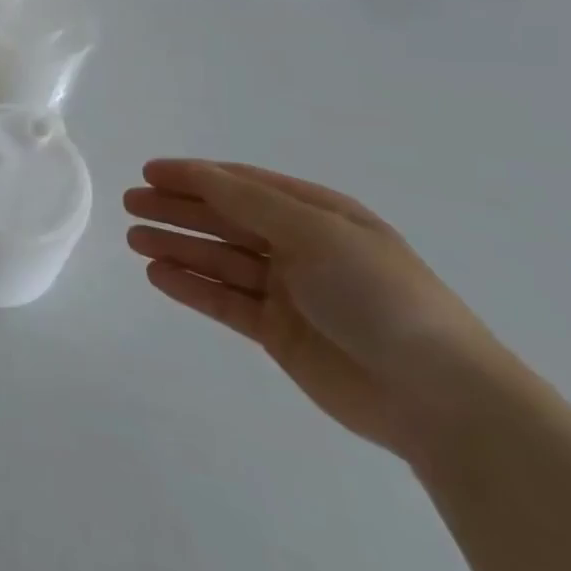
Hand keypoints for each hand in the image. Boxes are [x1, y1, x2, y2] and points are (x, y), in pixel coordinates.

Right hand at [125, 159, 510, 460]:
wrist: (440, 398)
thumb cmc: (379, 297)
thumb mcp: (316, 233)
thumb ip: (249, 203)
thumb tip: (196, 173)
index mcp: (318, 215)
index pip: (242, 185)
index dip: (194, 175)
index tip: (148, 172)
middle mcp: (301, 247)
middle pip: (225, 219)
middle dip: (177, 209)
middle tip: (130, 204)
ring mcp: (289, 291)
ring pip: (219, 259)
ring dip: (177, 246)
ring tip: (133, 239)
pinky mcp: (279, 333)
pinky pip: (225, 301)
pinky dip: (191, 286)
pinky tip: (158, 275)